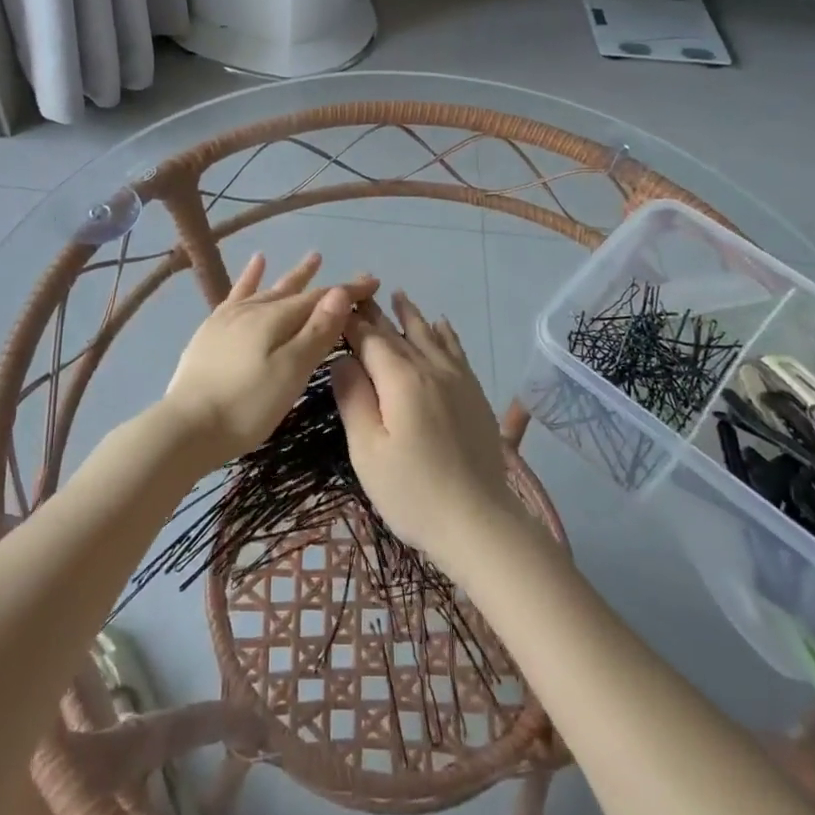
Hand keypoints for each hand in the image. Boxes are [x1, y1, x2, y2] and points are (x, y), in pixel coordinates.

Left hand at [160, 251, 375, 467]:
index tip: (373, 282)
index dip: (348, 291)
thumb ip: (316, 332)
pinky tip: (256, 263)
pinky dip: (249, 278)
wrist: (186, 427)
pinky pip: (236, 294)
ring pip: (270, 289)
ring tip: (312, 258)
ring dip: (293, 276)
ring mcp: (230, 317)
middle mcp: (255, 309)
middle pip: (297, 292)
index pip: (321, 299)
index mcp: (277, 319)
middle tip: (351, 277)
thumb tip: (339, 293)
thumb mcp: (290, 372)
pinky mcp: (212, 330)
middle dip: (326, 284)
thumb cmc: (247, 406)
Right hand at [330, 290, 523, 571]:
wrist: (479, 522)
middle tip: (360, 292)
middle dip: (377, 314)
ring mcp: (458, 380)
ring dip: (412, 316)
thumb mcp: (367, 451)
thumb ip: (353, 399)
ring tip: (399, 296)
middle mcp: (431, 368)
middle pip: (399, 333)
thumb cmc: (412, 492)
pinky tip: (442, 326)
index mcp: (400, 379)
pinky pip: (457, 351)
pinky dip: (446, 334)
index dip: (352, 322)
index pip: (370, 339)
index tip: (335, 305)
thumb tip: (344, 359)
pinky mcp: (475, 394)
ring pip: (430, 336)